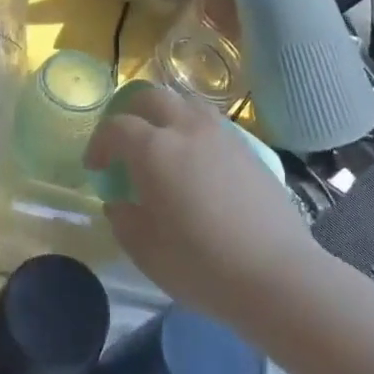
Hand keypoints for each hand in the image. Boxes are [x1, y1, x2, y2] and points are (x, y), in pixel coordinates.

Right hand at [84, 86, 319, 331]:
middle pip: (152, 97)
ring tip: (163, 146)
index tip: (96, 168)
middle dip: (130, 113)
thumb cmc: (201, 265)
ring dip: (166, 115)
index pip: (116, 127)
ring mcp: (223, 136)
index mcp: (154, 149)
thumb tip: (120, 202)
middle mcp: (187, 130)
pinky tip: (197, 165)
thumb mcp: (145, 250)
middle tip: (125, 143)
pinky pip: (213, 125)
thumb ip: (124, 218)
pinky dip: (194, 132)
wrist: (277, 277)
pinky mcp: (249, 150)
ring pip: (187, 104)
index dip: (99, 143)